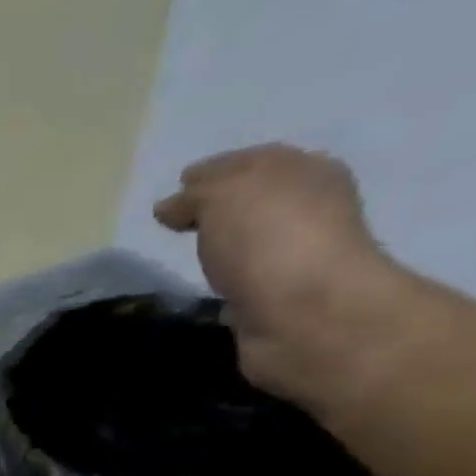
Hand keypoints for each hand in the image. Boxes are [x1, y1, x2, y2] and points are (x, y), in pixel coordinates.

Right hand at [153, 145, 402, 399]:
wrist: (303, 313)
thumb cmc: (268, 239)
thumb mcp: (224, 197)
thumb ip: (196, 196)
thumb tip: (168, 206)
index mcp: (304, 172)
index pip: (251, 162)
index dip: (213, 171)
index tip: (178, 184)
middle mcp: (307, 209)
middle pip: (255, 200)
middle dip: (221, 205)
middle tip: (180, 218)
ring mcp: (294, 258)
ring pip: (251, 242)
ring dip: (225, 245)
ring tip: (190, 253)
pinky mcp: (278, 300)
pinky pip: (246, 282)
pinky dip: (228, 281)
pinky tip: (207, 287)